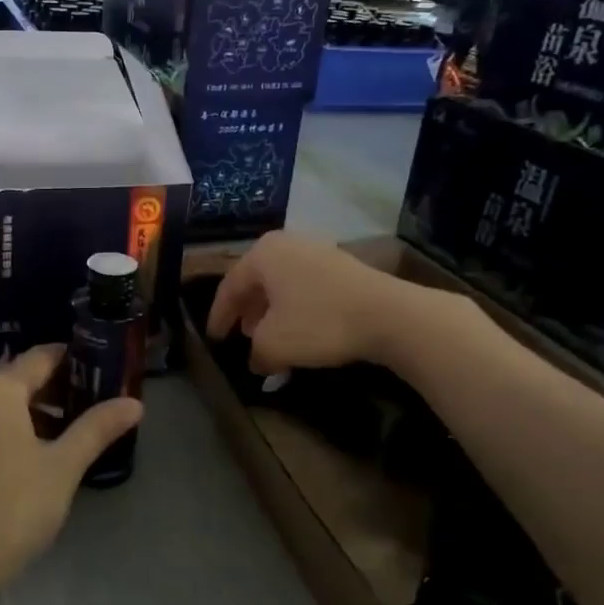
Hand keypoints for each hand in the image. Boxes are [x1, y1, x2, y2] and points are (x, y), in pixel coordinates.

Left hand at [0, 345, 142, 604]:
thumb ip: (97, 428)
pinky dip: (8, 432)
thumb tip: (134, 403)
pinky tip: (30, 460)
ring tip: (67, 435)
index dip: (72, 359)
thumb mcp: (64, 465)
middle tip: (92, 403)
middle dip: (55, 388)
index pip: (40, 357)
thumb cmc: (14, 505)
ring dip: (32, 413)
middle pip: (17, 380)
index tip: (101, 368)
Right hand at [207, 230, 472, 374]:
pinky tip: (300, 331)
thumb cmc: (319, 322)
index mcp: (262, 254)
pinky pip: (305, 287)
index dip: (219, 316)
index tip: (215, 339)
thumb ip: (255, 352)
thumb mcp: (274, 343)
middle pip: (256, 281)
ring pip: (282, 284)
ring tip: (269, 336)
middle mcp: (287, 244)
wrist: (389, 315)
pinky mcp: (342, 266)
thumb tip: (256, 360)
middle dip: (246, 311)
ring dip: (271, 311)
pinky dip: (295, 308)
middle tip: (241, 335)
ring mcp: (317, 251)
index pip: (229, 286)